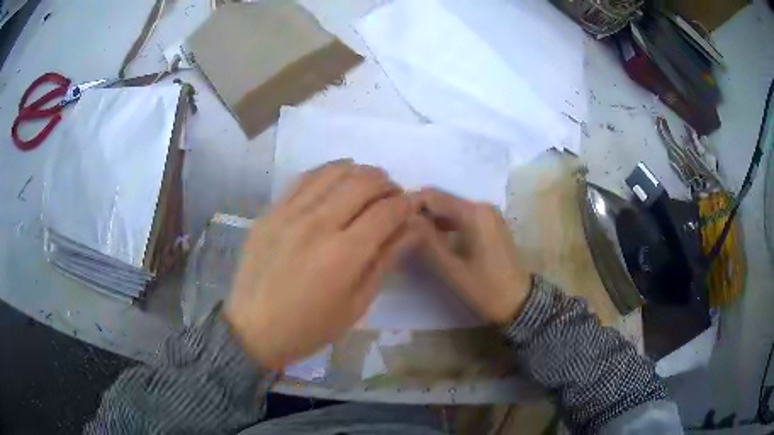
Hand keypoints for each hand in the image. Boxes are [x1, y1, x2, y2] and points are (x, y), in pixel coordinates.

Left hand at [224, 160, 417, 368]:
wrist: (253, 329)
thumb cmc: (310, 327)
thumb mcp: (357, 303)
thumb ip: (386, 259)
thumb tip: (414, 227)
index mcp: (343, 254)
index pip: (387, 212)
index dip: (407, 204)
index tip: (413, 205)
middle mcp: (317, 224)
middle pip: (363, 182)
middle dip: (387, 184)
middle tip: (392, 197)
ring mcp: (289, 213)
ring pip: (334, 172)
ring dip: (359, 173)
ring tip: (366, 187)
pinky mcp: (270, 211)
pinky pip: (304, 178)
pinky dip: (328, 173)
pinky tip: (336, 183)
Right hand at [410, 189, 530, 323]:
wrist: (519, 302)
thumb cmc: (485, 288)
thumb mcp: (451, 269)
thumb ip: (426, 242)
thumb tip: (404, 221)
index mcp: (474, 213)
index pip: (433, 196)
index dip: (409, 204)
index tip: (390, 219)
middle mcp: (482, 206)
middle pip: (442, 200)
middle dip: (419, 212)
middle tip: (397, 228)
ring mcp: (488, 214)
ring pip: (450, 208)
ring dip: (430, 218)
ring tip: (409, 234)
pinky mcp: (490, 224)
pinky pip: (461, 217)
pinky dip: (445, 224)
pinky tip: (431, 238)